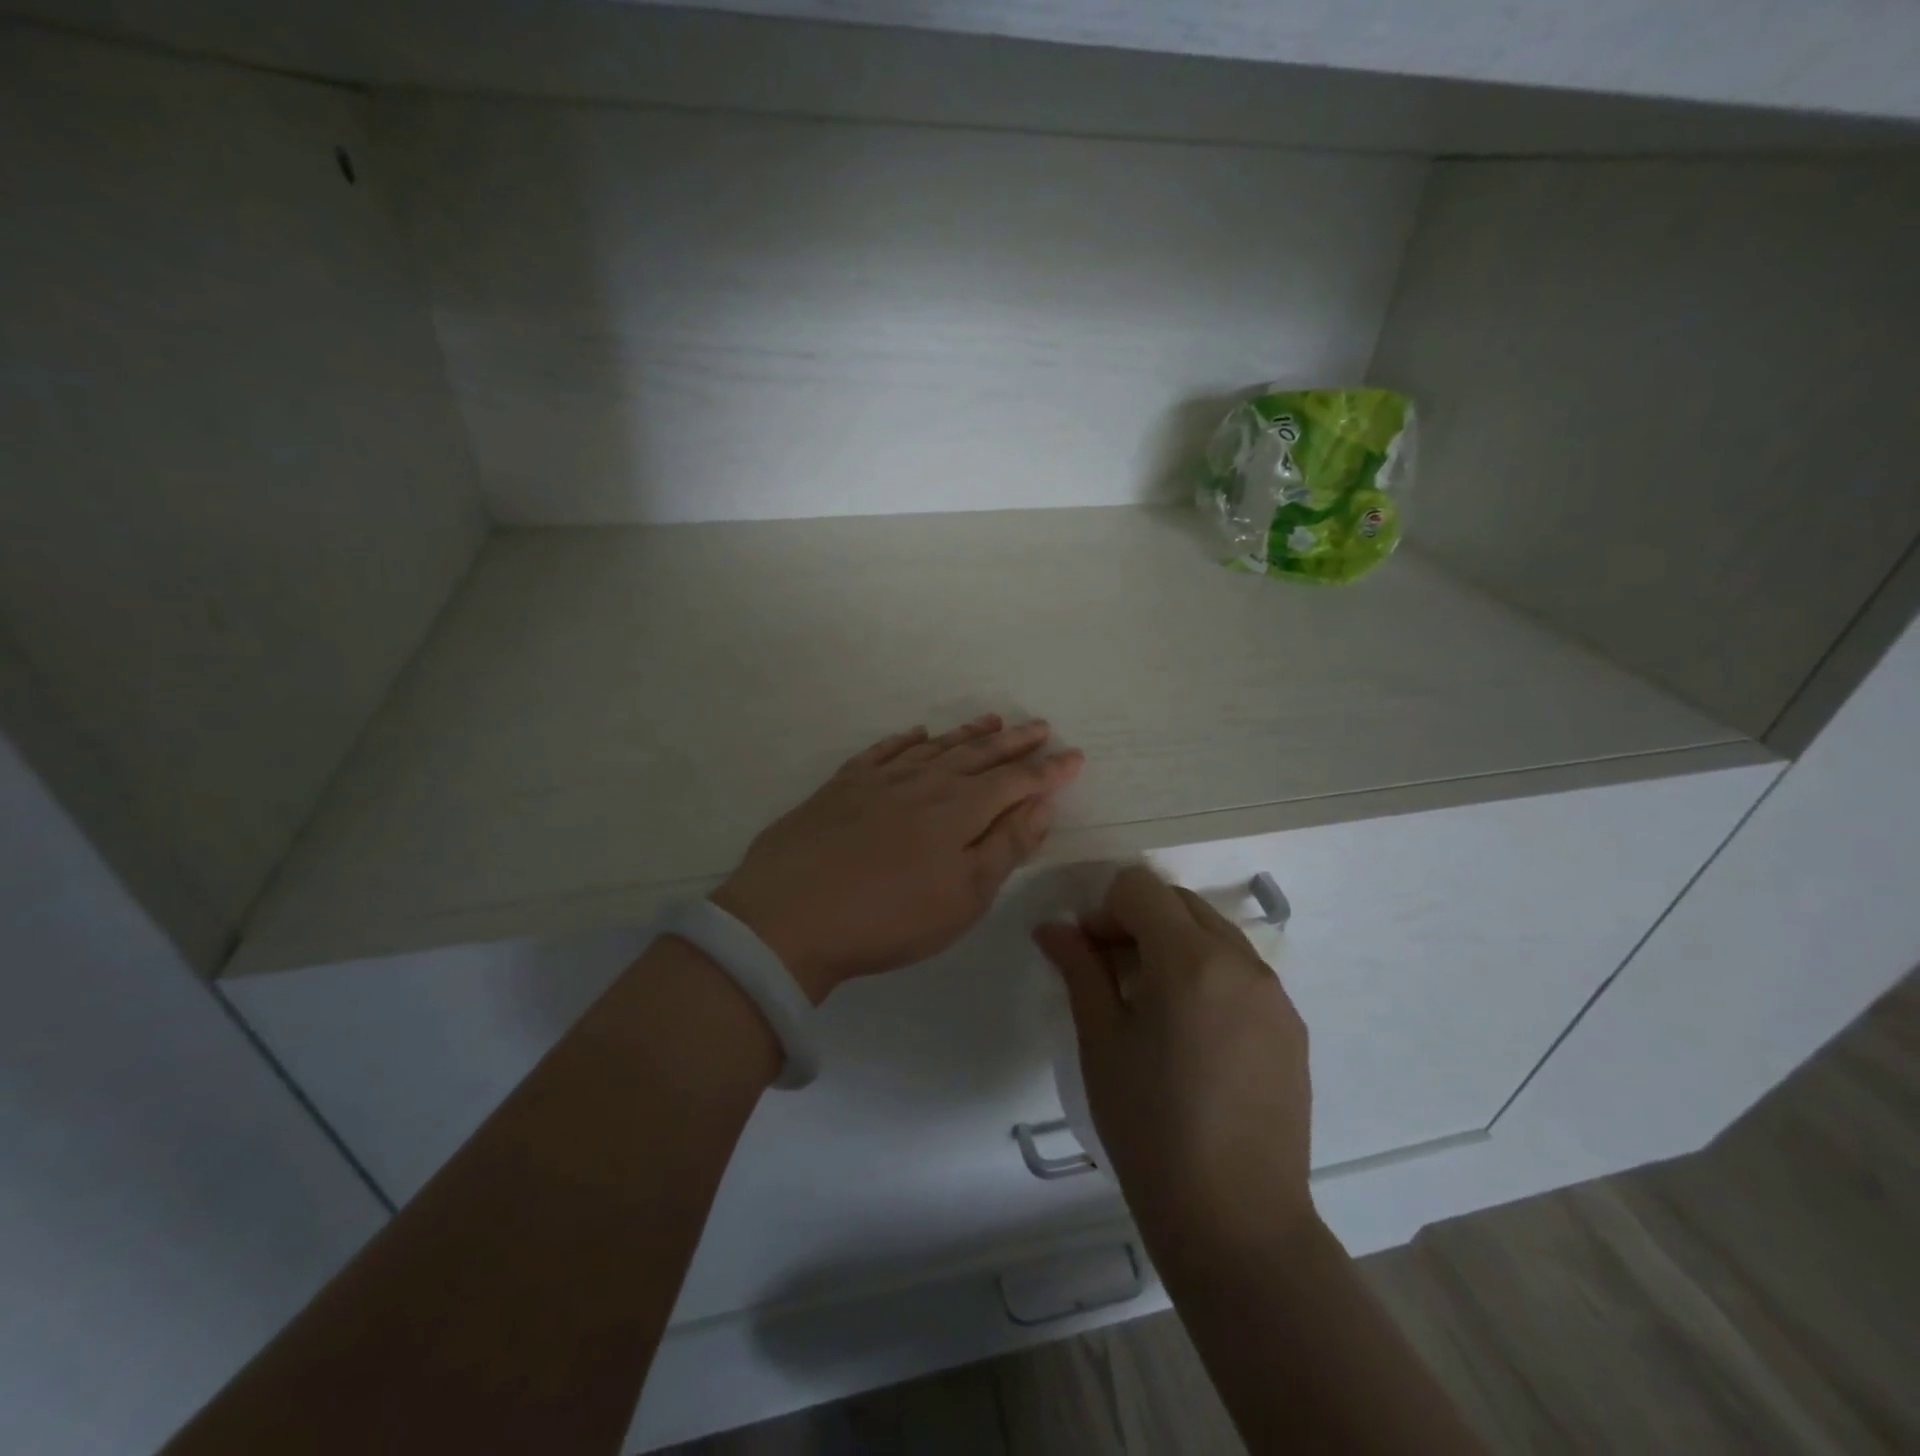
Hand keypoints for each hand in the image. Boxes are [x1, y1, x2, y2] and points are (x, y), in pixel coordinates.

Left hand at [714, 714, 1083, 1002]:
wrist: (789, 916)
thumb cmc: (889, 917)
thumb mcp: (964, 896)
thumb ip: (1006, 846)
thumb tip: (1042, 805)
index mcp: (960, 809)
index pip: (1016, 781)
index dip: (1048, 770)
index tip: (1074, 756)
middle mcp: (925, 782)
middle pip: (979, 755)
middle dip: (1015, 742)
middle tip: (1040, 726)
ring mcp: (880, 779)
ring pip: (935, 746)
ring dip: (968, 734)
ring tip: (992, 720)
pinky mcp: (842, 785)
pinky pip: (883, 750)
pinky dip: (905, 739)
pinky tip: (916, 733)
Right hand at [1034, 866, 1315, 1263]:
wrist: (1238, 1223)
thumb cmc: (1151, 1129)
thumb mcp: (1101, 1043)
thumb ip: (1079, 970)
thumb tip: (1052, 927)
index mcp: (1190, 959)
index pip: (1140, 887)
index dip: (1104, 910)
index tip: (1089, 956)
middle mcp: (1241, 961)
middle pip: (1178, 902)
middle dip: (1138, 921)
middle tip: (1112, 976)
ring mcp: (1274, 993)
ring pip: (1213, 932)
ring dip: (1174, 944)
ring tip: (1152, 1006)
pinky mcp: (1292, 1025)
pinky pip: (1241, 971)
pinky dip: (1207, 974)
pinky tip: (1192, 1036)